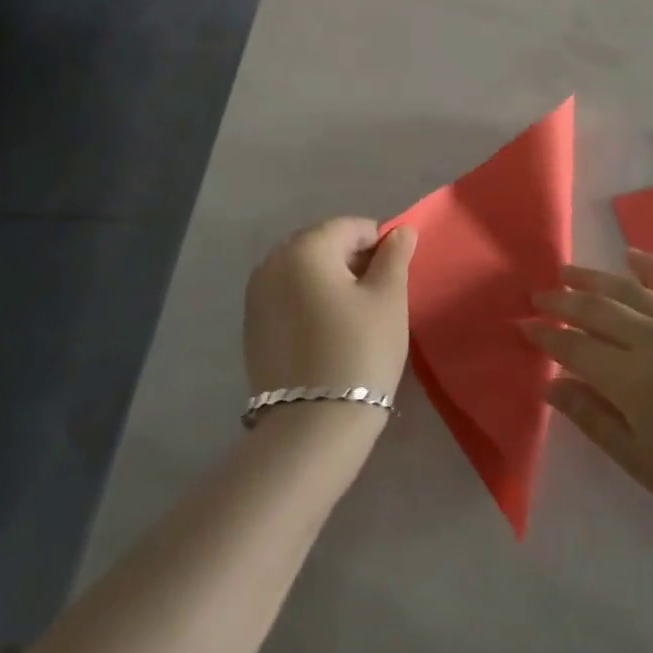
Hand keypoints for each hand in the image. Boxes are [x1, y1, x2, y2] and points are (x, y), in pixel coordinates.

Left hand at [244, 218, 415, 414]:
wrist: (312, 425)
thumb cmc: (360, 350)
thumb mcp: (389, 298)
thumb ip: (395, 256)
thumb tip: (401, 231)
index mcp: (306, 247)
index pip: (352, 227)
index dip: (380, 246)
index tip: (394, 279)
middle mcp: (272, 262)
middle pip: (324, 245)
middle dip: (352, 261)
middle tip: (377, 298)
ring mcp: (256, 295)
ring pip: (304, 271)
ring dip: (330, 282)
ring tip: (354, 318)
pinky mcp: (252, 326)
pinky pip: (288, 297)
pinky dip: (309, 303)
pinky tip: (327, 333)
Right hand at [528, 250, 652, 540]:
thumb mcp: (644, 463)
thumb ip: (594, 420)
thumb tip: (551, 385)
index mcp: (632, 379)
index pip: (575, 348)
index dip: (546, 336)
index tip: (523, 325)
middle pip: (598, 311)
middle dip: (562, 301)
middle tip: (538, 293)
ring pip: (633, 290)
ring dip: (596, 278)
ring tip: (570, 271)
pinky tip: (634, 256)